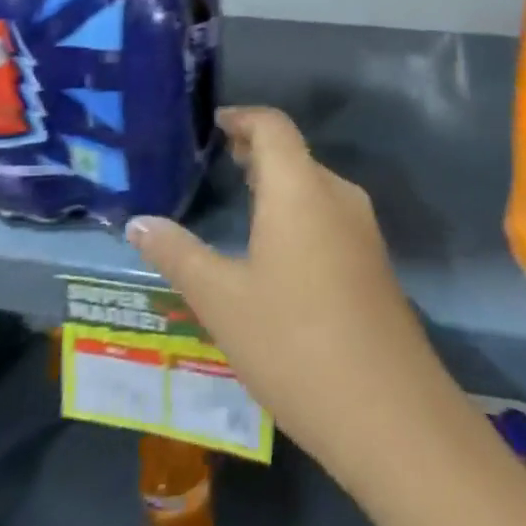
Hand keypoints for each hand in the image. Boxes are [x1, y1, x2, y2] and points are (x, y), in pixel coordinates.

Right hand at [127, 106, 456, 481]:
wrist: (387, 408)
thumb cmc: (292, 341)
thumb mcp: (222, 300)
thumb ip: (179, 254)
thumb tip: (138, 223)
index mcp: (300, 188)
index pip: (273, 126)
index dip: (243, 117)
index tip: (215, 123)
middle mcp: (337, 194)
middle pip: (295, 153)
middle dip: (257, 150)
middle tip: (219, 158)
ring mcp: (362, 227)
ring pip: (314, 184)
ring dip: (278, 181)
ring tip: (242, 196)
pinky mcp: (373, 259)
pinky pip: (329, 213)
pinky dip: (298, 208)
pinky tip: (277, 245)